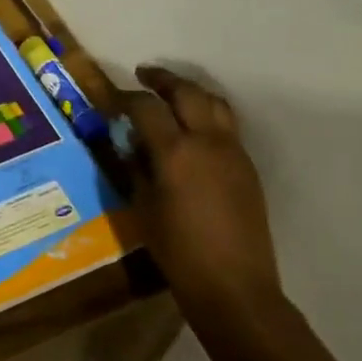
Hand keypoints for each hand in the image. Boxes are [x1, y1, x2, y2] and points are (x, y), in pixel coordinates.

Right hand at [126, 67, 284, 324]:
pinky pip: (227, 125)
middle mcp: (208, 141)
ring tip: (173, 94)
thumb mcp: (144, 207)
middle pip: (187, 92)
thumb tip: (133, 143)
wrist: (233, 285)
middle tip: (144, 75)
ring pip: (215, 103)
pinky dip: (208, 113)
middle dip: (163, 80)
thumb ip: (137, 167)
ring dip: (191, 92)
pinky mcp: (247, 166)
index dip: (128, 97)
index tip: (114, 98)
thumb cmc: (177, 251)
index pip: (148, 107)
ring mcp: (233, 151)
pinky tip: (194, 127)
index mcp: (176, 152)